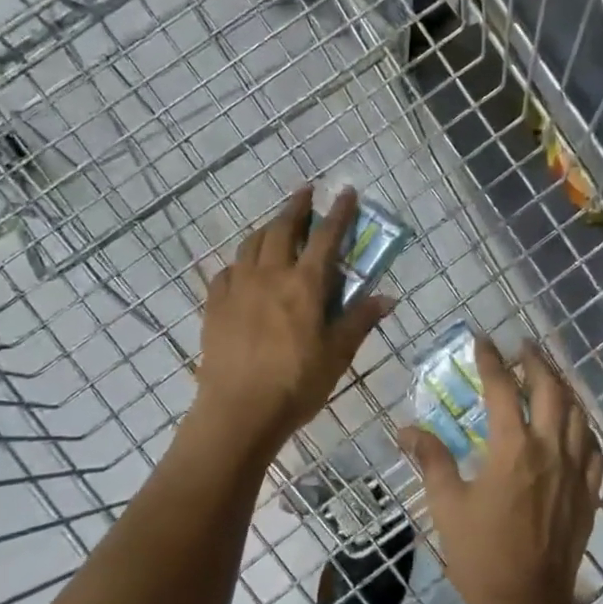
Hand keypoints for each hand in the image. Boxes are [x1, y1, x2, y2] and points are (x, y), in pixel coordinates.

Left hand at [193, 187, 393, 457]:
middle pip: (282, 229)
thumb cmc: (296, 384)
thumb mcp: (337, 354)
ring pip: (252, 244)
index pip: (325, 237)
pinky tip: (244, 269)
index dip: (338, 213)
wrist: (239, 411)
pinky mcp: (215, 304)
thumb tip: (388, 297)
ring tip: (276, 226)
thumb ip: (360, 320)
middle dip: (296, 207)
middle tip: (306, 193)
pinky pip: (228, 270)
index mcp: (305, 285)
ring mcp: (238, 287)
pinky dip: (241, 261)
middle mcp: (270, 275)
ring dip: (267, 228)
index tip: (346, 192)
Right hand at [401, 336, 602, 603]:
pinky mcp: (590, 491)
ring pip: (578, 413)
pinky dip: (584, 426)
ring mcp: (575, 470)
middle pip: (550, 390)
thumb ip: (432, 460)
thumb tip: (406, 430)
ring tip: (550, 375)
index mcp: (512, 449)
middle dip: (537, 362)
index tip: (483, 341)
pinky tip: (575, 424)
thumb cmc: (479, 554)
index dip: (492, 361)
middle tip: (524, 347)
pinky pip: (593, 447)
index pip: (503, 389)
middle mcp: (549, 450)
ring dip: (564, 387)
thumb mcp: (447, 505)